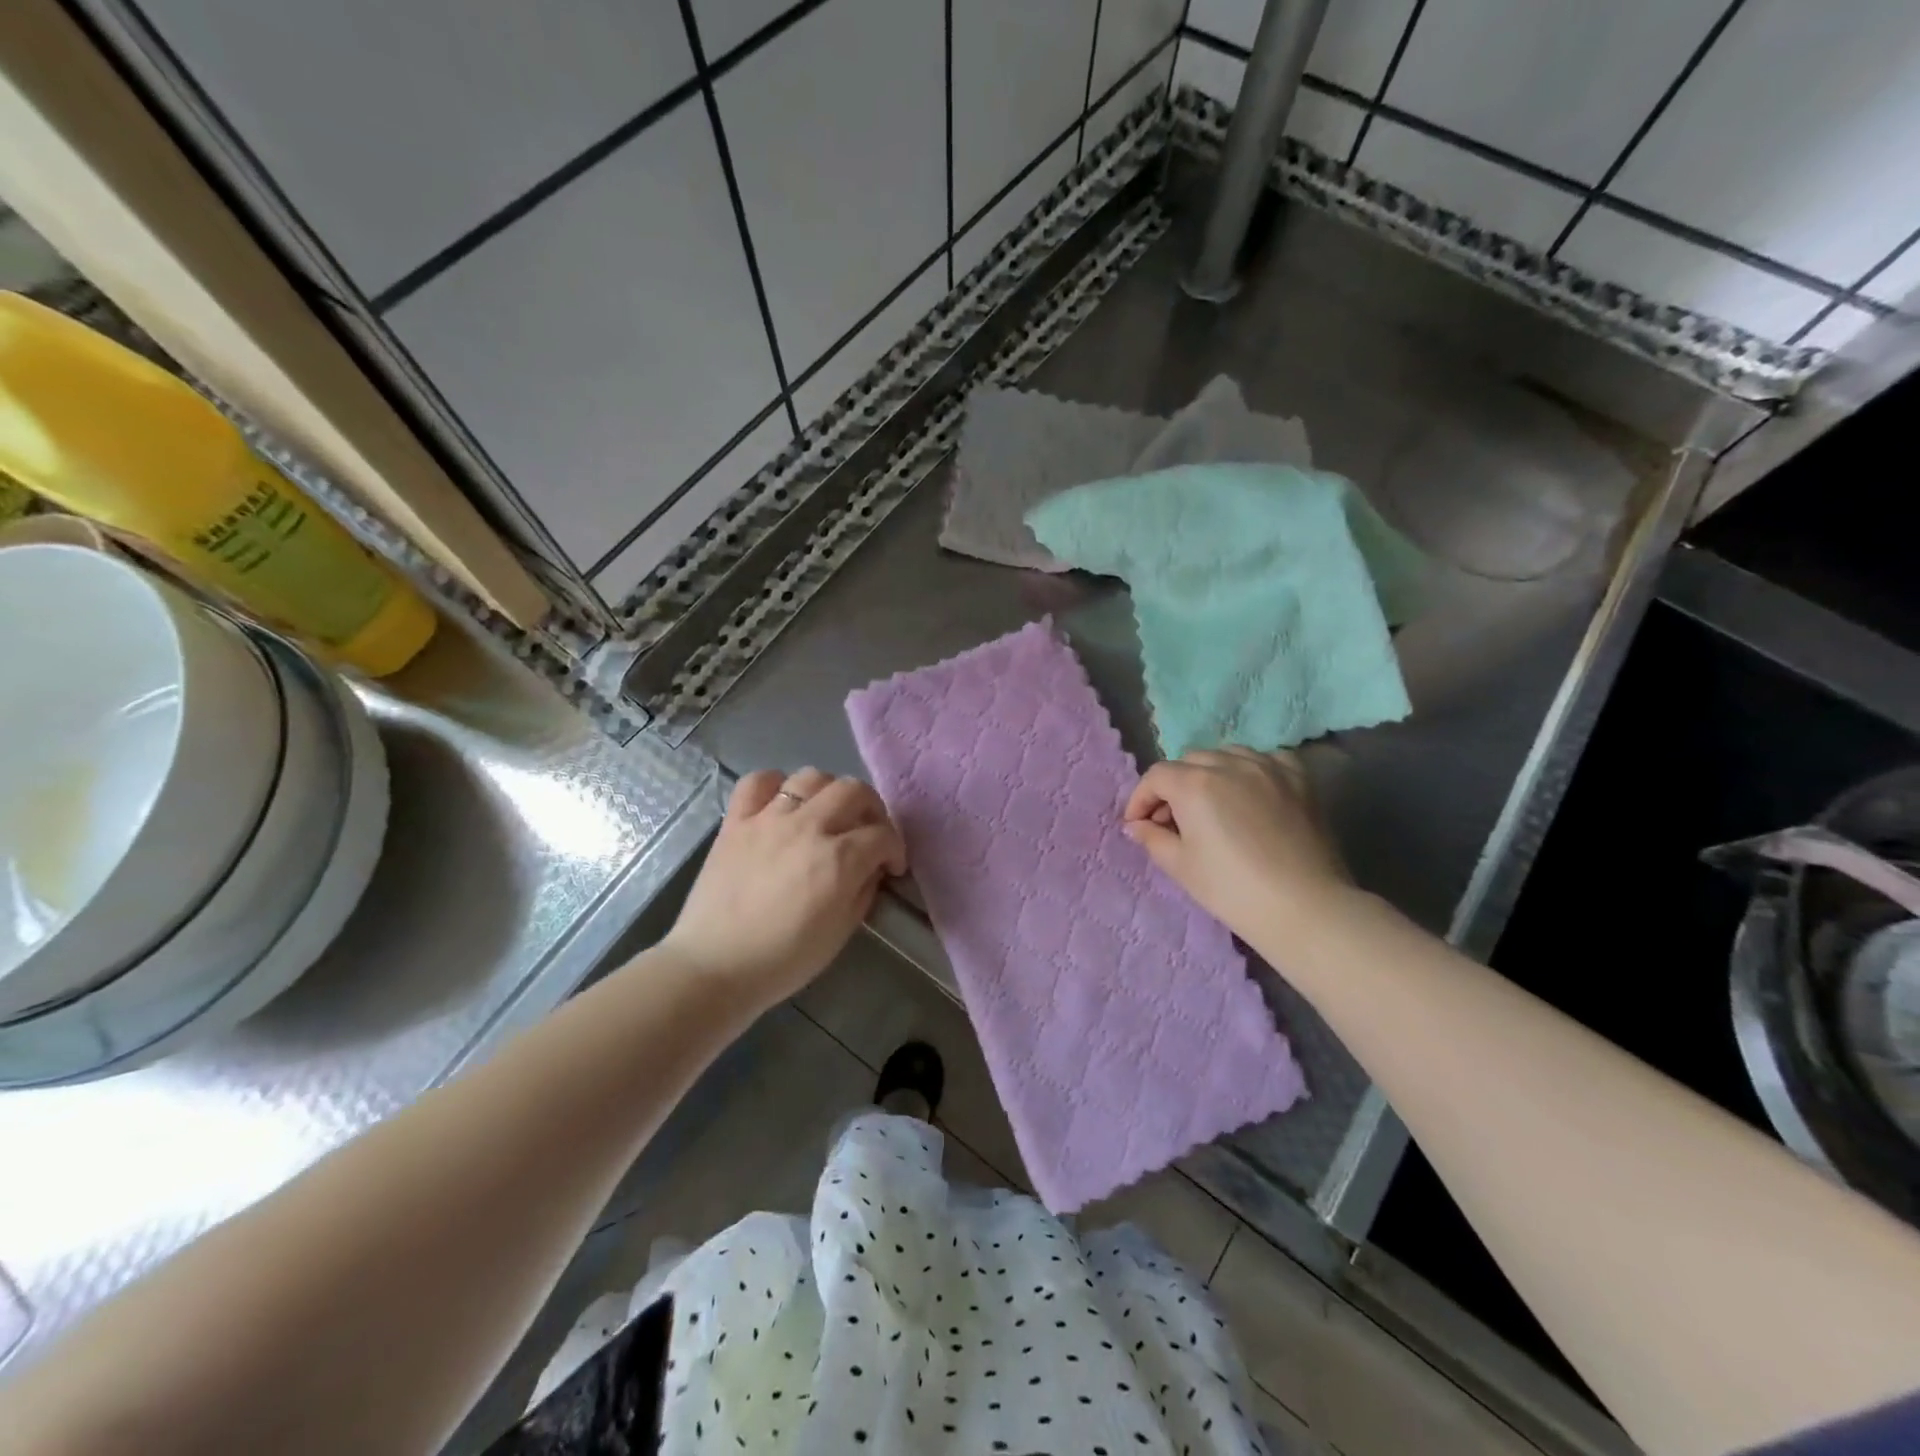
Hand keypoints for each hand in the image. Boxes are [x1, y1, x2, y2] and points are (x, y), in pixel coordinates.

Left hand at [664, 768, 907, 1007]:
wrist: (714, 967)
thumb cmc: (783, 960)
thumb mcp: (840, 933)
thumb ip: (863, 892)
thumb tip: (871, 869)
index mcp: (840, 860)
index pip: (883, 835)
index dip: (895, 849)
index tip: (891, 866)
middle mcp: (809, 827)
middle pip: (854, 791)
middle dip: (871, 809)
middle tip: (867, 832)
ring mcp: (769, 819)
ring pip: (811, 777)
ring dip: (829, 792)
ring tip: (826, 814)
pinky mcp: (736, 821)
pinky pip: (757, 781)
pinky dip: (775, 784)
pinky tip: (780, 803)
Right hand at [1123, 747, 1353, 944]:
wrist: (1305, 907)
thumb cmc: (1232, 890)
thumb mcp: (1180, 866)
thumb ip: (1152, 838)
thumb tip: (1137, 825)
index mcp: (1194, 784)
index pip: (1156, 777)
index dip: (1141, 799)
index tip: (1138, 824)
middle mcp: (1229, 764)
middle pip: (1189, 761)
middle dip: (1173, 786)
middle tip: (1173, 820)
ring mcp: (1268, 767)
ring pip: (1227, 755)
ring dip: (1210, 773)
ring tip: (1212, 804)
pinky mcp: (1299, 778)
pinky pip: (1267, 759)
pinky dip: (1251, 770)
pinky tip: (1252, 792)